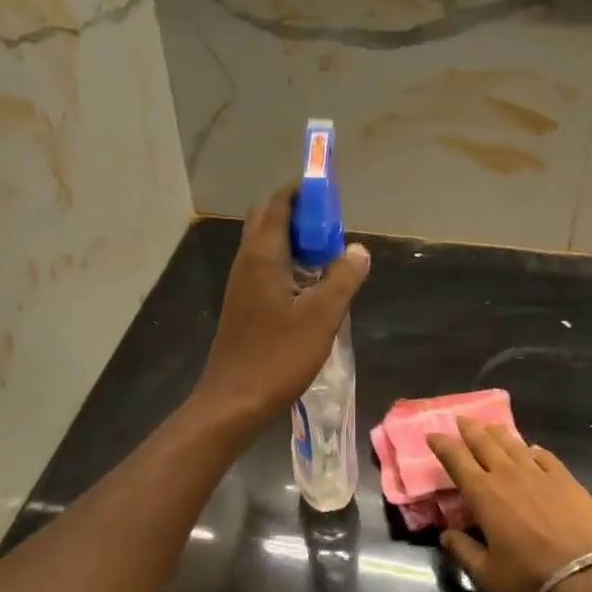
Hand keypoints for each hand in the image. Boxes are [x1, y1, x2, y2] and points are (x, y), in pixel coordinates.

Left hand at [193, 183, 370, 434]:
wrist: (234, 400)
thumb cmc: (278, 356)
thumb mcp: (322, 316)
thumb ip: (343, 278)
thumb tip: (358, 249)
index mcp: (262, 256)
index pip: (278, 203)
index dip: (303, 191)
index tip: (331, 193)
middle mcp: (247, 262)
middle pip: (268, 219)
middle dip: (300, 212)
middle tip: (333, 226)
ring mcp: (242, 284)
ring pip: (267, 244)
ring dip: (295, 239)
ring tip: (329, 253)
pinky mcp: (243, 304)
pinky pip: (266, 267)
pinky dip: (288, 262)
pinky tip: (312, 286)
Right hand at [426, 418, 591, 591]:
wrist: (585, 574)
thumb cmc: (528, 575)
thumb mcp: (486, 573)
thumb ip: (462, 551)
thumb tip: (445, 535)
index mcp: (482, 494)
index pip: (456, 459)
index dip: (442, 444)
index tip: (432, 435)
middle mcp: (507, 474)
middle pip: (483, 442)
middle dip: (469, 429)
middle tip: (461, 419)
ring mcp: (538, 473)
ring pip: (512, 443)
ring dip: (497, 433)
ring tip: (490, 427)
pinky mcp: (564, 478)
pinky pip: (544, 455)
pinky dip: (532, 449)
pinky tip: (531, 449)